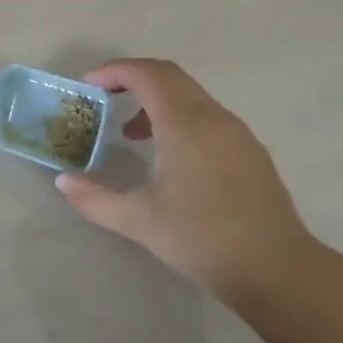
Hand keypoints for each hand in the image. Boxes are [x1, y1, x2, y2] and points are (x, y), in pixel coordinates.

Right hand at [54, 59, 317, 304]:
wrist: (279, 272)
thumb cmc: (202, 238)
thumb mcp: (138, 220)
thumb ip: (94, 198)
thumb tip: (63, 181)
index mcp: (185, 124)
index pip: (147, 74)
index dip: (114, 71)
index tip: (88, 85)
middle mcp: (213, 118)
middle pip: (170, 76)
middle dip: (132, 78)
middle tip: (103, 96)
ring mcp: (237, 133)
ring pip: (190, 95)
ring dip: (155, 99)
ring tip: (130, 132)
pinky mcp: (249, 151)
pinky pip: (206, 115)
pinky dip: (178, 117)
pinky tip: (167, 155)